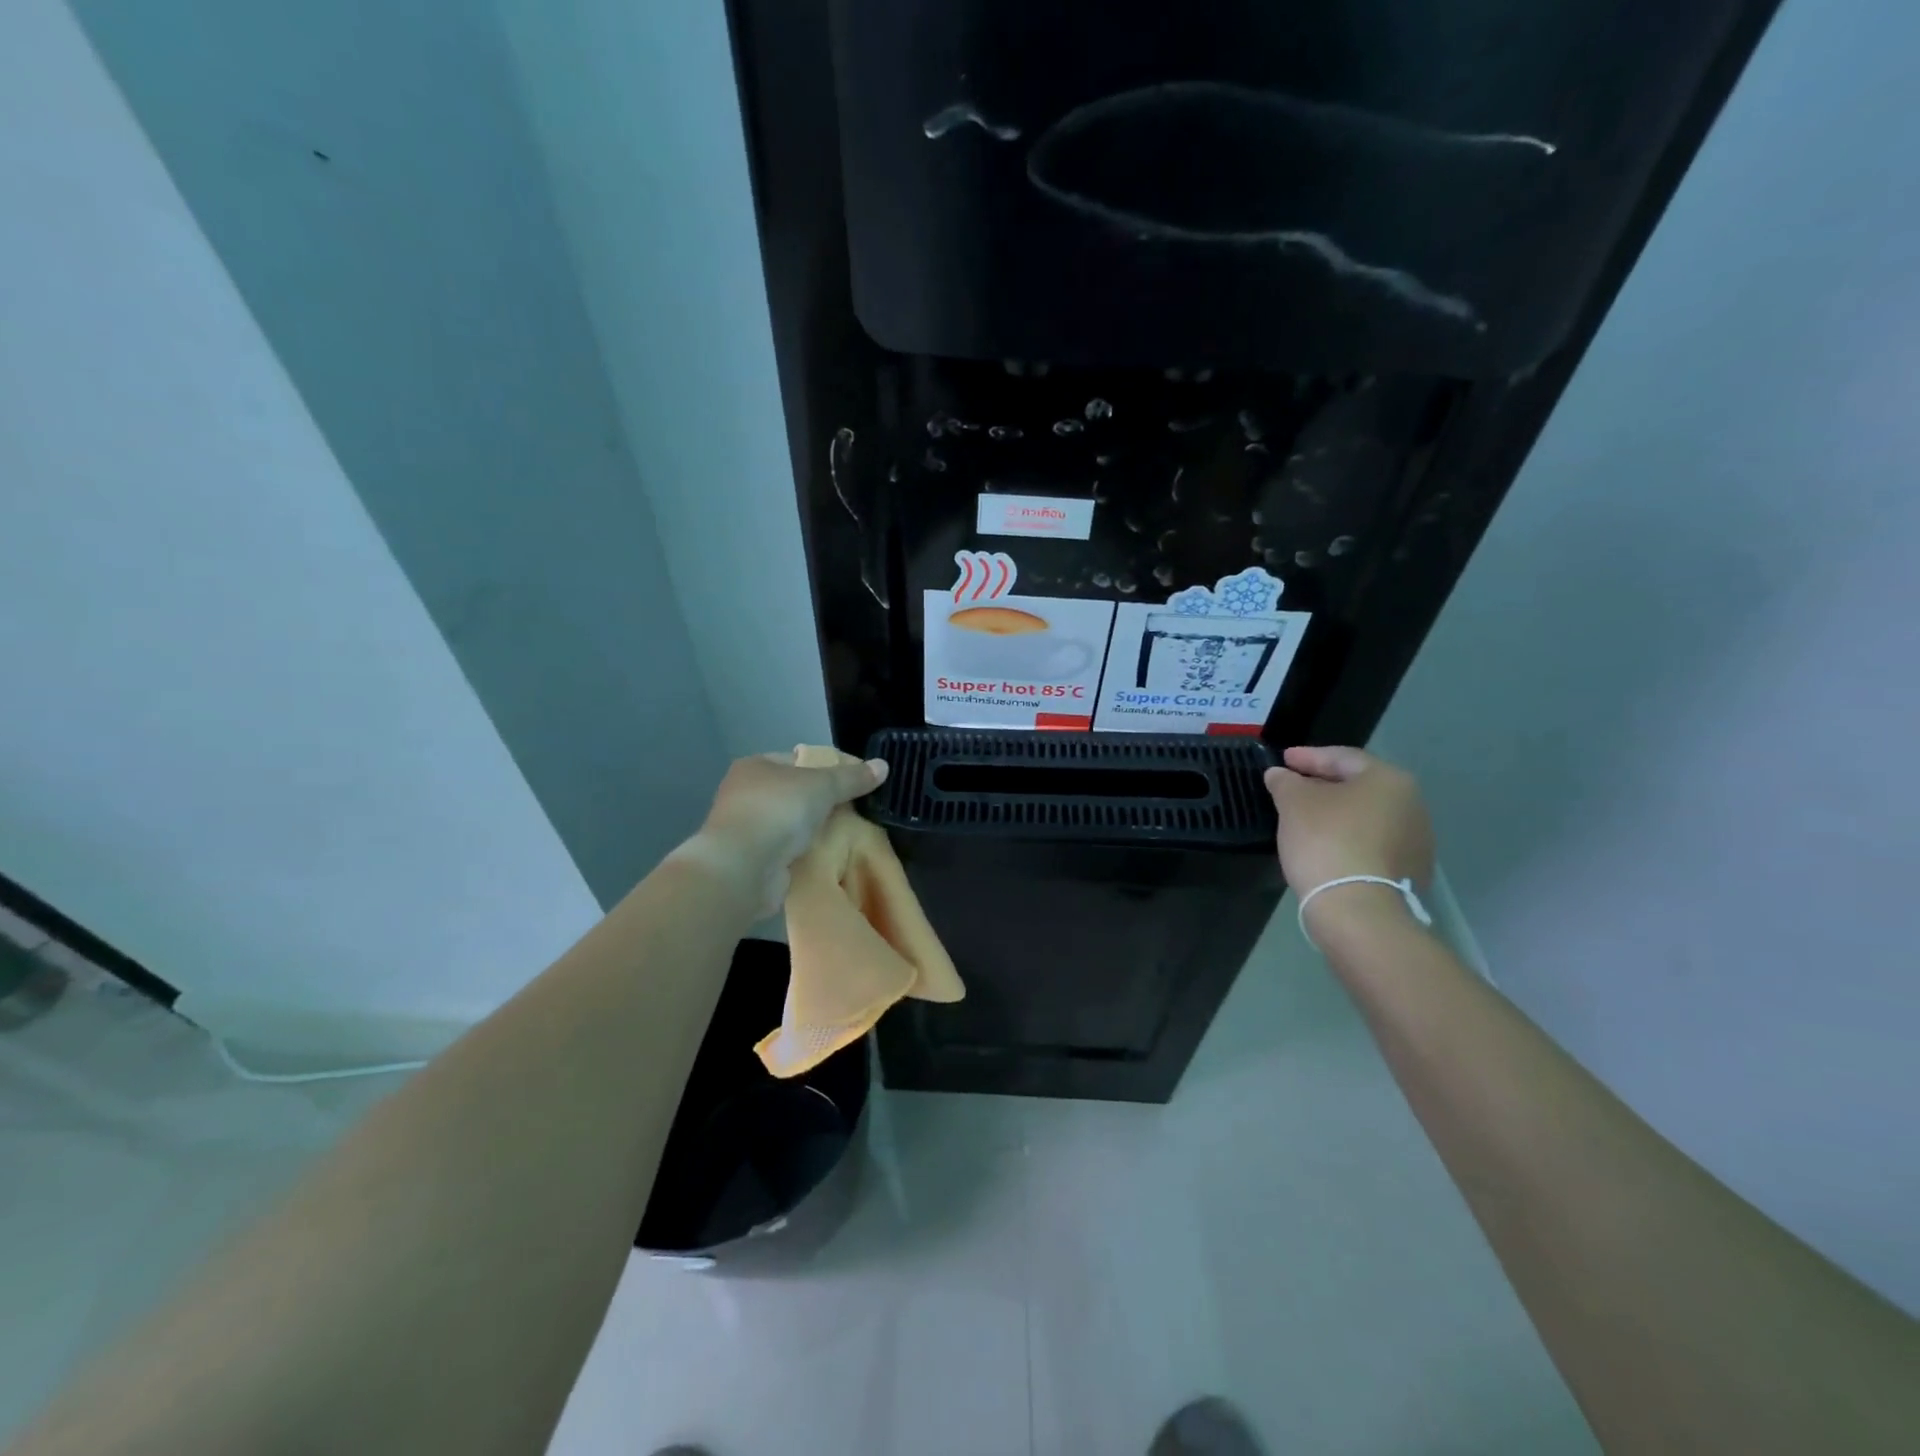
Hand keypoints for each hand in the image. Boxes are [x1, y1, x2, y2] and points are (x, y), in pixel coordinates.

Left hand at [682, 750, 888, 913]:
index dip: (827, 768)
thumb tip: (883, 766)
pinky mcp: (752, 859)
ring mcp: (746, 828)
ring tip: (848, 833)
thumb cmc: (778, 811)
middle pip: (794, 792)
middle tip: (856, 809)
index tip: (855, 782)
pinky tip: (827, 855)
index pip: (798, 760)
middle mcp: (745, 793)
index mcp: (755, 766)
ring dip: (813, 829)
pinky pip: (786, 850)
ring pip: (791, 823)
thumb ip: (852, 778)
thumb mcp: (822, 786)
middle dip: (823, 801)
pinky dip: (803, 852)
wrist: (742, 868)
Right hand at [1264, 746, 1434, 932]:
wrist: (1358, 908)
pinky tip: (1326, 848)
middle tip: (1293, 787)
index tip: (1282, 759)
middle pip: (1359, 787)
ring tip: (1307, 820)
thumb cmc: (1326, 841)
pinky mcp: (1411, 872)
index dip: (1308, 757)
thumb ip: (1285, 782)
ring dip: (1338, 814)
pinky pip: (1372, 844)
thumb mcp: (1294, 803)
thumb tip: (1279, 774)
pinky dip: (1349, 840)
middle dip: (1324, 785)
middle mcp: (1412, 805)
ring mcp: (1416, 841)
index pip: (1343, 758)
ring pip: (1367, 817)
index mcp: (1389, 780)